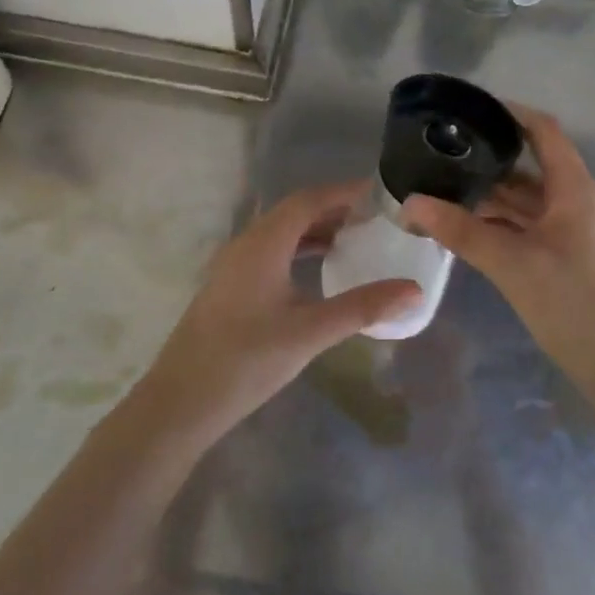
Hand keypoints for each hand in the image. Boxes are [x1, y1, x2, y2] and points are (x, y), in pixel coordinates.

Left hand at [137, 181, 422, 441]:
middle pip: (294, 212)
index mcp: (263, 243)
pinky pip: (270, 252)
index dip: (343, 192)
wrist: (180, 402)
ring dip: (315, 231)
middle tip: (373, 218)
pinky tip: (317, 273)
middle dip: (333, 209)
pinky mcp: (229, 287)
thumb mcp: (310, 332)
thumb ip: (362, 308)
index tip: (378, 193)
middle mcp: (246, 244)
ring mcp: (233, 266)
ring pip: (280, 233)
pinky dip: (299, 251)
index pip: (308, 200)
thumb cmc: (247, 360)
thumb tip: (413, 290)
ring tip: (353, 241)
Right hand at [400, 107, 594, 397]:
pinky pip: (524, 227)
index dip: (510, 113)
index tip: (467, 109)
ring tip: (441, 187)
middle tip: (439, 152)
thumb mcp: (512, 263)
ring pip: (523, 200)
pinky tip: (462, 228)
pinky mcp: (562, 259)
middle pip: (528, 165)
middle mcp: (572, 201)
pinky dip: (496, 224)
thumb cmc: (575, 303)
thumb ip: (460, 231)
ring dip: (487, 195)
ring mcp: (568, 232)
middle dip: (486, 158)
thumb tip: (410, 202)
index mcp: (572, 188)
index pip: (543, 130)